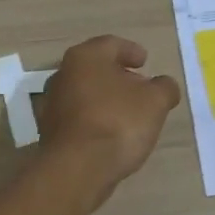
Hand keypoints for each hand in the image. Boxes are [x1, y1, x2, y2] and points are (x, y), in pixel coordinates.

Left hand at [37, 35, 180, 184]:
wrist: (77, 169)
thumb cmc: (117, 122)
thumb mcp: (155, 101)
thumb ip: (164, 87)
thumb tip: (164, 86)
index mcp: (85, 57)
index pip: (111, 44)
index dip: (131, 51)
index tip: (145, 62)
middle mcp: (63, 74)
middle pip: (95, 68)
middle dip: (119, 76)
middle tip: (140, 87)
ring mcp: (52, 104)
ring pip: (85, 93)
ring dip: (106, 99)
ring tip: (129, 113)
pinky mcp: (50, 132)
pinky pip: (79, 117)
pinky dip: (95, 119)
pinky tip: (112, 133)